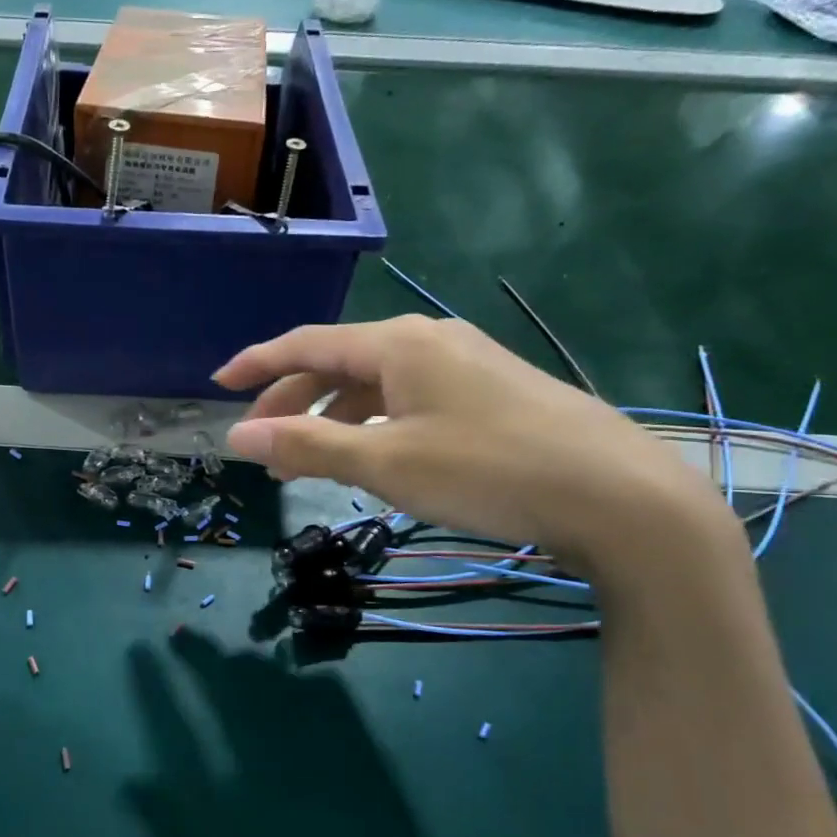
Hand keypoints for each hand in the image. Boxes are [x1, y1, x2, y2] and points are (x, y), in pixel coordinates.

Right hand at [215, 315, 722, 565]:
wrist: (618, 496)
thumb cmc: (488, 471)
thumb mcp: (386, 462)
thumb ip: (308, 445)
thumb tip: (238, 435)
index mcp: (396, 344)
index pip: (306, 343)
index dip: (257, 363)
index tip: (218, 384)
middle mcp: (428, 340)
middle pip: (339, 363)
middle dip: (293, 401)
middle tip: (264, 445)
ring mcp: (466, 364)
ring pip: (376, 385)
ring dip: (334, 419)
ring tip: (310, 463)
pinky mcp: (492, 393)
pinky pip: (409, 399)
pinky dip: (374, 424)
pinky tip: (375, 456)